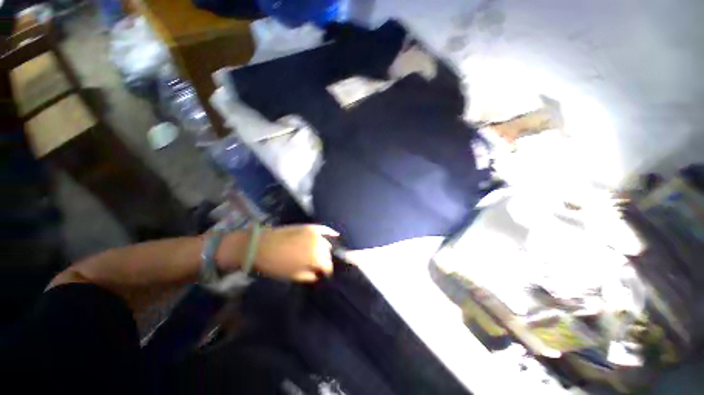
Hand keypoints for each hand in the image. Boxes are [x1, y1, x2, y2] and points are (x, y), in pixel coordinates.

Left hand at [238, 225, 337, 281]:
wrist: (259, 246)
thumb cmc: (275, 265)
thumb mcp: (293, 276)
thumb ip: (310, 276)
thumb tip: (319, 274)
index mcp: (315, 258)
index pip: (328, 265)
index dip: (326, 272)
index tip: (324, 275)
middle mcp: (318, 244)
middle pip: (328, 253)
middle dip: (325, 260)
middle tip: (319, 265)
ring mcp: (314, 233)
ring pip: (327, 242)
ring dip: (326, 249)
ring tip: (322, 254)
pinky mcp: (308, 226)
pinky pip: (324, 229)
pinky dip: (330, 232)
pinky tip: (335, 235)